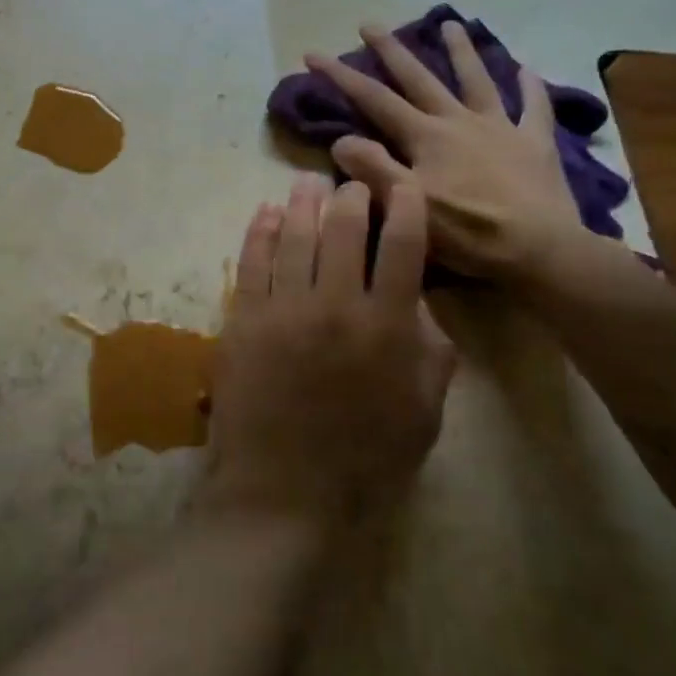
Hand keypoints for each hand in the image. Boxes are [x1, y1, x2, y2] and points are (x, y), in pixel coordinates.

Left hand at [204, 175, 453, 521]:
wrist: (284, 492)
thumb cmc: (364, 460)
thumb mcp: (423, 413)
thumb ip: (431, 352)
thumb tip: (420, 302)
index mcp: (387, 326)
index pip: (402, 244)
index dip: (405, 204)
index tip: (402, 183)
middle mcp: (335, 304)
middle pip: (343, 228)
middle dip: (350, 196)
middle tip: (351, 184)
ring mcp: (284, 309)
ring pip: (294, 235)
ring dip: (302, 202)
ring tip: (306, 183)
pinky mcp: (244, 319)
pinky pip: (252, 261)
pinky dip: (259, 230)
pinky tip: (264, 212)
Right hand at [304, 21, 584, 283]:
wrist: (541, 250)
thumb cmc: (468, 232)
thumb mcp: (408, 205)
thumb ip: (373, 170)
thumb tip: (340, 139)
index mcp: (426, 136)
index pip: (374, 99)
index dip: (341, 75)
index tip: (313, 53)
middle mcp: (459, 121)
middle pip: (420, 78)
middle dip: (391, 50)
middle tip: (370, 24)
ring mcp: (500, 128)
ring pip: (477, 80)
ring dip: (462, 51)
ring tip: (451, 24)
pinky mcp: (534, 144)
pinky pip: (534, 108)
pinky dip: (530, 87)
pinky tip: (527, 69)